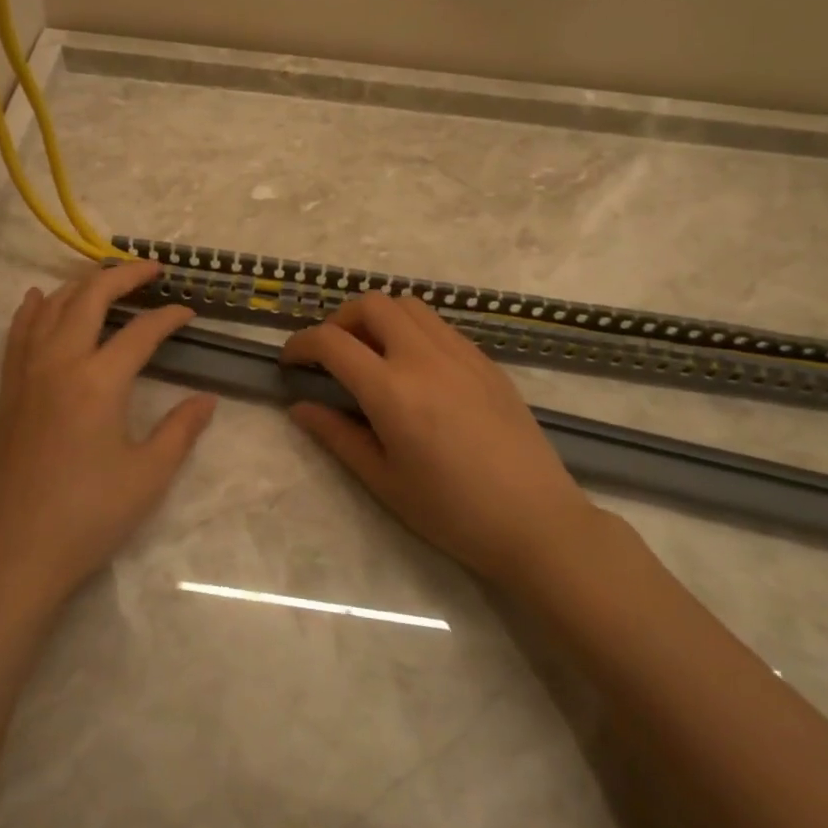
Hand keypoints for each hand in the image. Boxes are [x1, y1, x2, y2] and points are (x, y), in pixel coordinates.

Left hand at [0, 260, 216, 612]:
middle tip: (151, 270)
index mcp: (98, 381)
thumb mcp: (148, 476)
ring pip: (52, 308)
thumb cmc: (87, 517)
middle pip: (90, 298)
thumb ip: (180, 430)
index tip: (189, 313)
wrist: (12, 555)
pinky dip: (33, 309)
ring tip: (106, 279)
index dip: (169, 317)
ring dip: (81, 285)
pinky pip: (18, 334)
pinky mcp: (8, 392)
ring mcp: (27, 374)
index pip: (141, 332)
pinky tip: (40, 298)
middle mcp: (59, 363)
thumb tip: (206, 399)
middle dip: (123, 276)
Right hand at [282, 292, 598, 587]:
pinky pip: (438, 325)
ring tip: (372, 355)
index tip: (290, 362)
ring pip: (408, 305)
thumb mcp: (384, 481)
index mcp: (392, 390)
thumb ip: (337, 436)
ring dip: (378, 318)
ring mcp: (460, 353)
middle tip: (332, 355)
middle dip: (339, 320)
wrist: (537, 522)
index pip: (332, 341)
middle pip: (371, 304)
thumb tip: (299, 407)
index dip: (300, 344)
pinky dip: (412, 330)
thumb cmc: (452, 512)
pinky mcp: (485, 360)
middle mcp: (424, 357)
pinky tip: (414, 368)